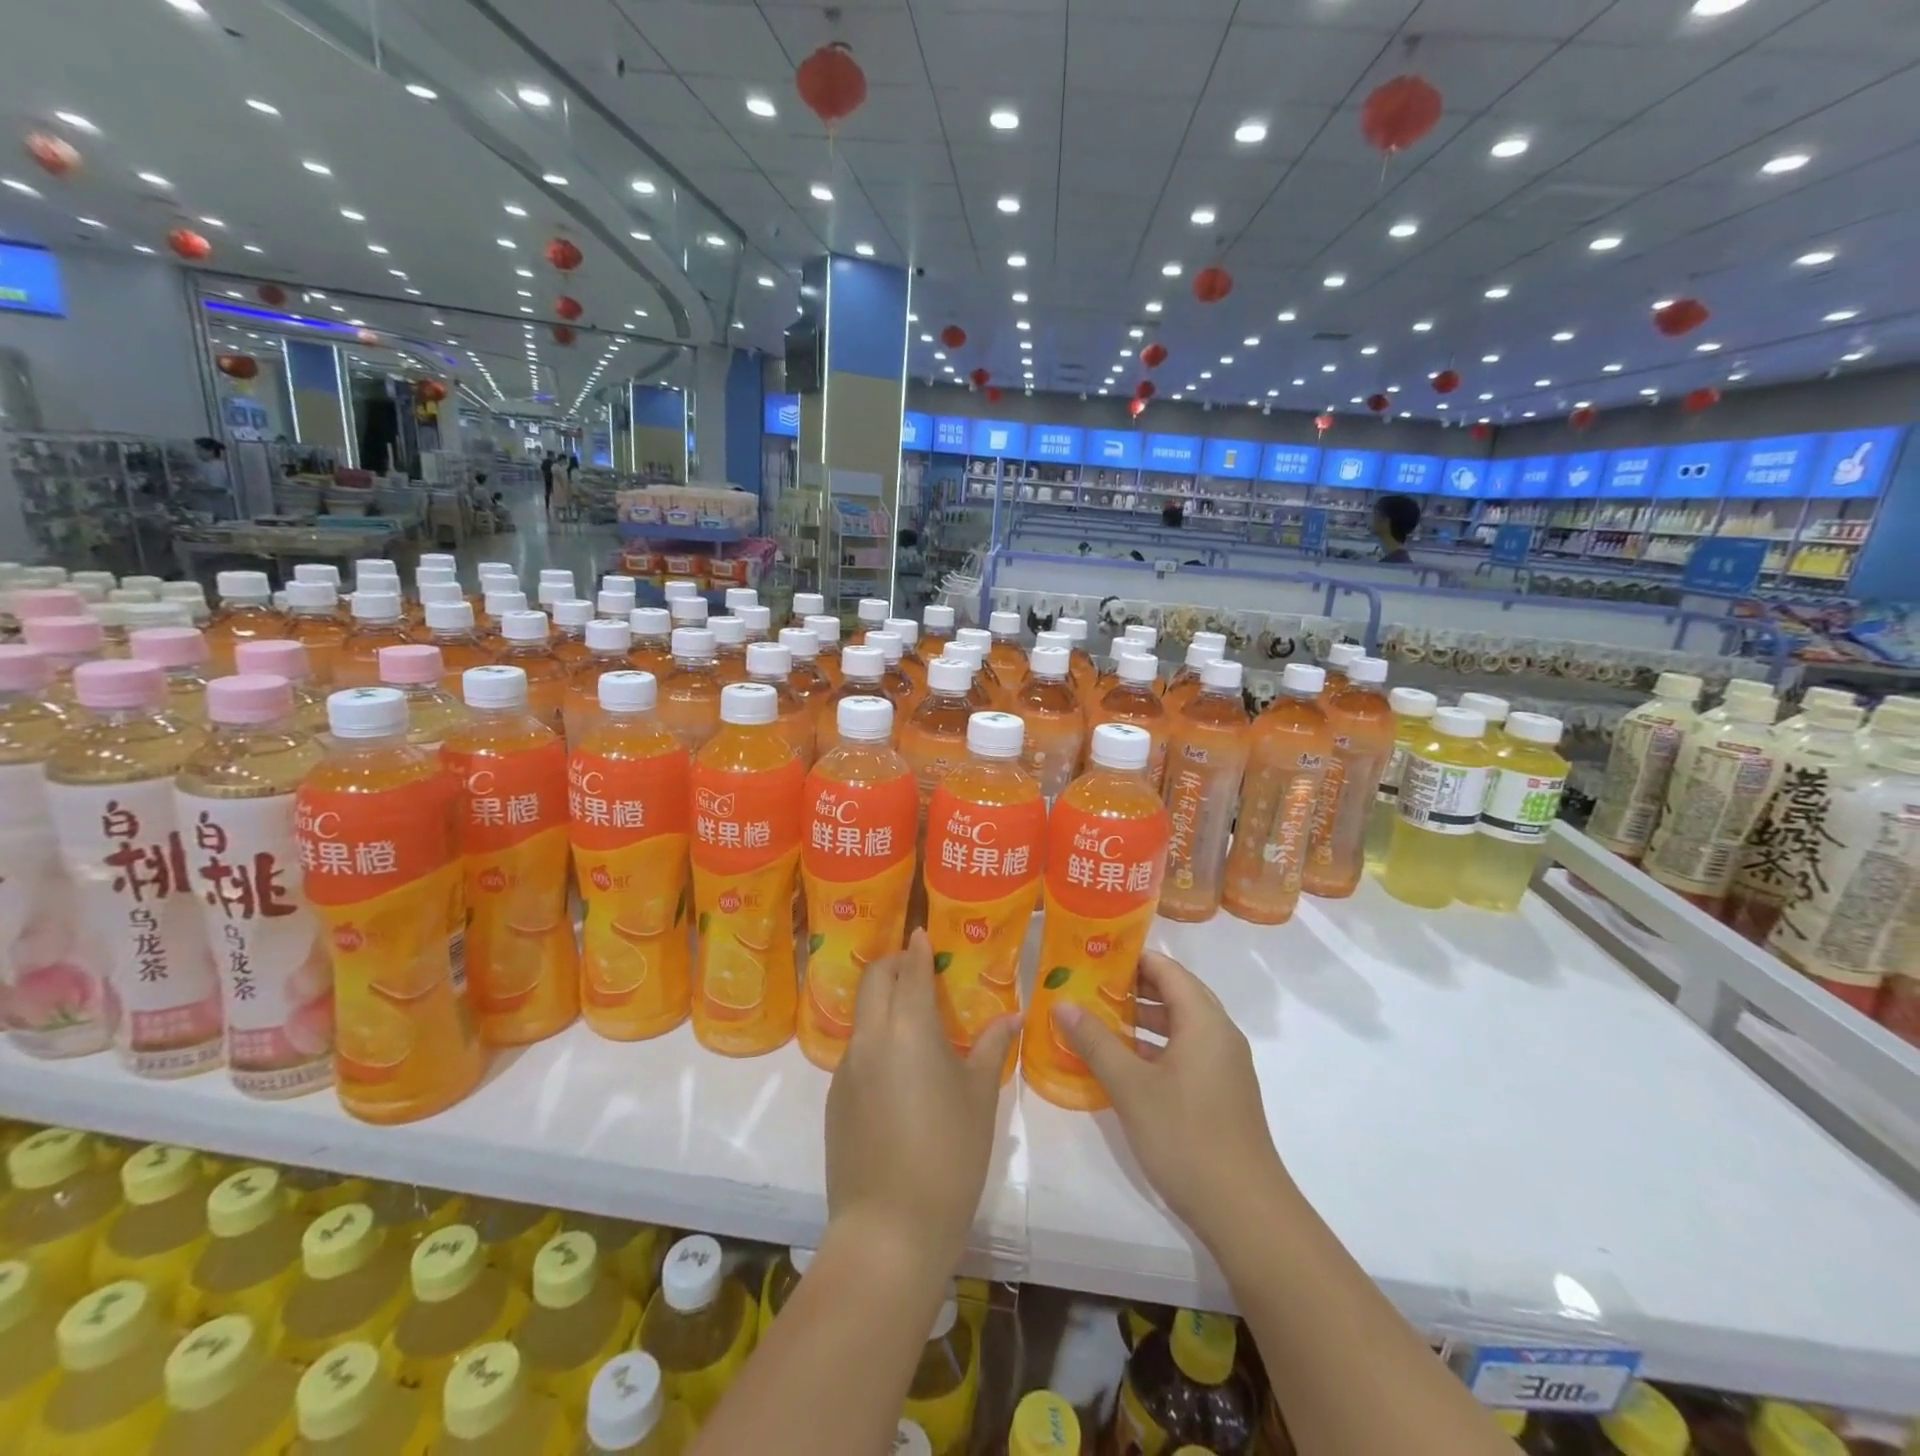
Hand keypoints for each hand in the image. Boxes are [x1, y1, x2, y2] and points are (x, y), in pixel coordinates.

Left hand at [825, 930, 1018, 1271]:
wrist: (889, 1229)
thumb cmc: (949, 1155)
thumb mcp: (979, 1098)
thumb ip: (992, 1049)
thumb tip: (1011, 1018)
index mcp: (908, 1028)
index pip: (909, 970)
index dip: (918, 949)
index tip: (925, 935)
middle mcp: (870, 1037)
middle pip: (874, 980)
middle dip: (894, 965)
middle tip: (918, 970)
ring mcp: (846, 1068)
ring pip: (862, 1015)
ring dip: (883, 1003)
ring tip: (914, 1020)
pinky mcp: (835, 1099)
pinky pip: (856, 1051)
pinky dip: (876, 1040)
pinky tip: (899, 1072)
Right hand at [1054, 950, 1293, 1250]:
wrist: (1246, 1213)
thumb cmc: (1187, 1137)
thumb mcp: (1131, 1087)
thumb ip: (1095, 1041)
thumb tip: (1061, 1003)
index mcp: (1204, 1021)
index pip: (1167, 969)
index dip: (1131, 957)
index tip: (1092, 955)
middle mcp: (1219, 1034)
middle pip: (1174, 993)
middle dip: (1132, 986)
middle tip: (1088, 984)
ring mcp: (1223, 1065)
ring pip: (1179, 1025)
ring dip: (1141, 1018)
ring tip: (1097, 1018)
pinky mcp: (1220, 1092)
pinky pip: (1184, 1051)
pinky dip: (1154, 1046)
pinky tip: (1121, 1062)